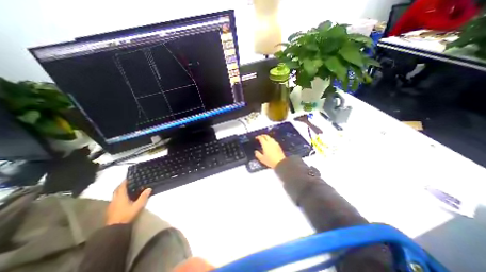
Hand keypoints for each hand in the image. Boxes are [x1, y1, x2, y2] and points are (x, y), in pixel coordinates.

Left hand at [107, 181, 150, 224]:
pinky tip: (122, 199)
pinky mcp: (110, 209)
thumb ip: (143, 197)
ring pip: (114, 195)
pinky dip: (118, 196)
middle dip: (121, 185)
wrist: (115, 228)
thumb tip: (149, 188)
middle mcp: (115, 199)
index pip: (122, 187)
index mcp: (121, 197)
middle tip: (127, 183)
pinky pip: (114, 199)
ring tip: (125, 189)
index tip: (128, 178)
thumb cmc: (127, 214)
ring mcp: (111, 205)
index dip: (124, 182)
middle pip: (116, 190)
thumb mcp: (138, 205)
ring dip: (119, 191)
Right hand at [255, 135, 285, 168]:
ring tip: (265, 140)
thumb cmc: (270, 161)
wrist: (280, 162)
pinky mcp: (279, 146)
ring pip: (270, 138)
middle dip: (263, 135)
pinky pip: (274, 141)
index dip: (258, 137)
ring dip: (267, 137)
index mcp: (265, 144)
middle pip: (266, 136)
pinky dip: (271, 140)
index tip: (256, 138)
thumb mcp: (262, 159)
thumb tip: (256, 152)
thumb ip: (258, 154)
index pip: (261, 138)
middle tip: (260, 137)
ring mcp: (275, 144)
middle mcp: (270, 142)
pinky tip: (271, 143)